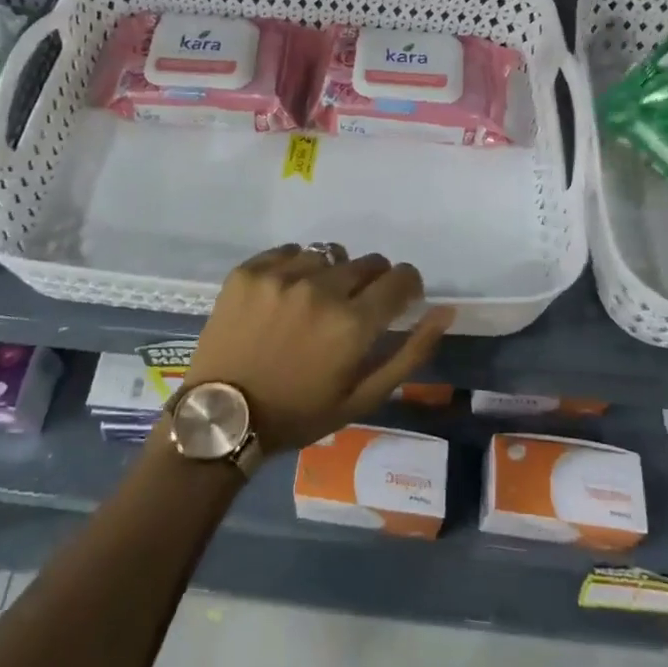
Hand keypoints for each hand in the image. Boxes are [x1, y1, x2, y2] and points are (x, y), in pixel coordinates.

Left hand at [185, 244, 454, 456]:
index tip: (399, 297)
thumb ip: (410, 353)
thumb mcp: (363, 397)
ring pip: (327, 254)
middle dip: (371, 281)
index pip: (400, 278)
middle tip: (353, 307)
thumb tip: (445, 312)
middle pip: (367, 262)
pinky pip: (288, 251)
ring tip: (314, 302)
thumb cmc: (298, 413)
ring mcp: (281, 276)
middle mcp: (320, 289)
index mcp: (352, 323)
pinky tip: (285, 294)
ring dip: (331, 273)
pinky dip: (295, 267)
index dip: (407, 285)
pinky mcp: (249, 270)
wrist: (222, 415)